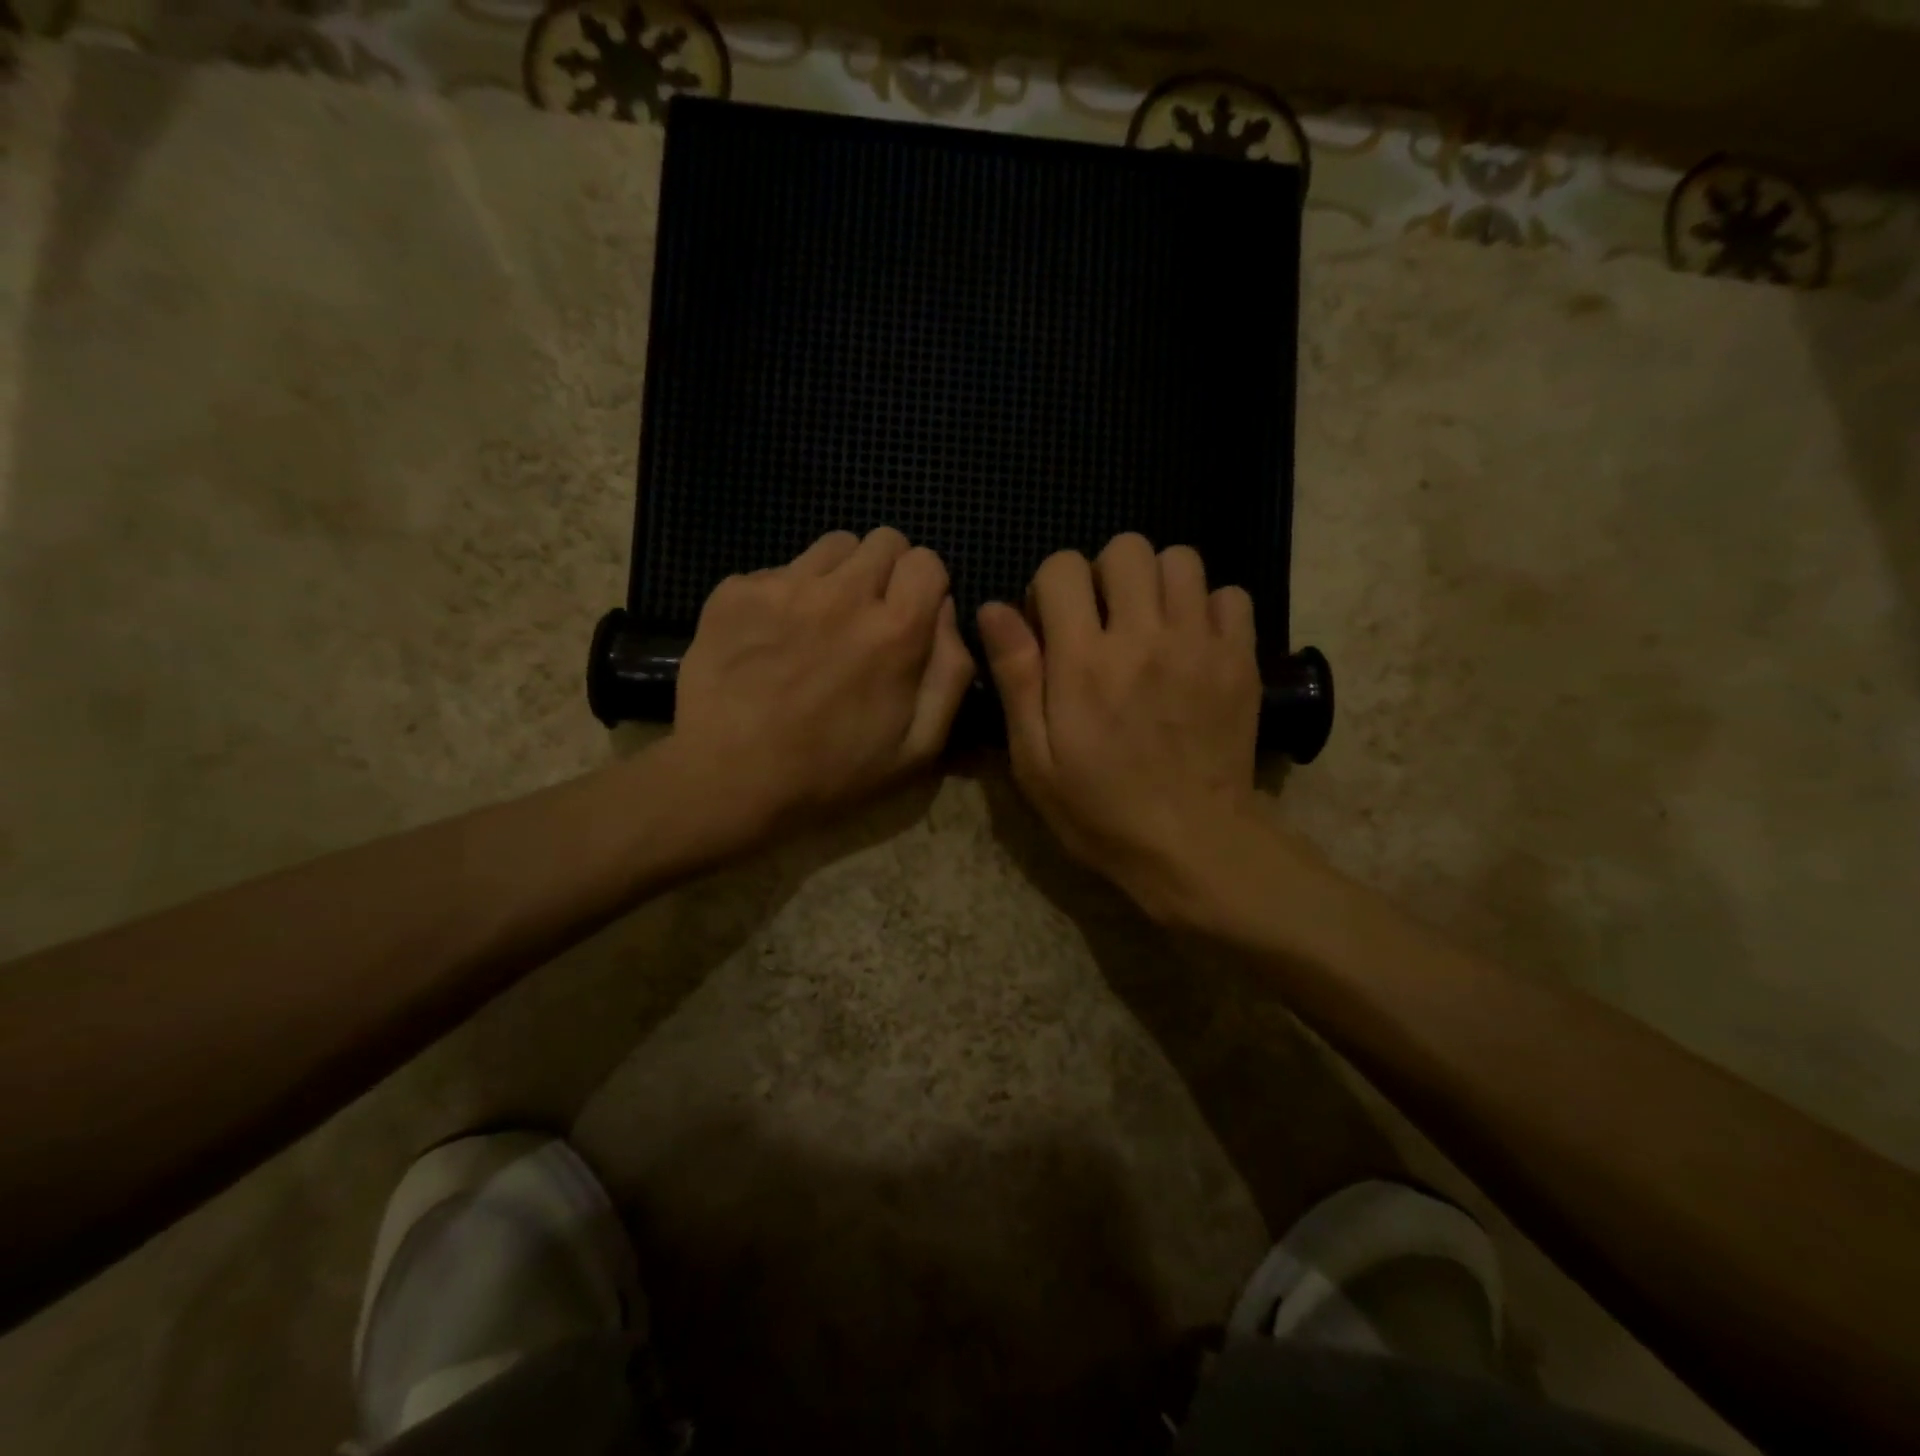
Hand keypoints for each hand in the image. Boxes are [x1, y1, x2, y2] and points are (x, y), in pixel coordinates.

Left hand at [669, 528, 973, 842]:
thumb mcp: (919, 748)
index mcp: (896, 630)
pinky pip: (776, 570)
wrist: (728, 780)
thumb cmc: (831, 773)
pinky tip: (771, 637)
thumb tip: (946, 612)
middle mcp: (844, 594)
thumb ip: (951, 673)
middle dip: (886, 571)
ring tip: (821, 620)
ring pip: (831, 546)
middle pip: (883, 539)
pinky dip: (784, 594)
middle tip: (869, 615)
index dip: (924, 585)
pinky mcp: (735, 591)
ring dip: (839, 574)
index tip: (910, 614)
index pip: (926, 560)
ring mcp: (785, 587)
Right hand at [977, 532, 1266, 922]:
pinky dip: (1210, 607)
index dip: (1051, 587)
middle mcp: (1143, 637)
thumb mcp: (1034, 758)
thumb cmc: (1099, 809)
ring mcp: (1199, 644)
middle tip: (1103, 620)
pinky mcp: (1240, 660)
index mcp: (1084, 661)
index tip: (1054, 626)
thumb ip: (1015, 677)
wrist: (1192, 844)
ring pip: (1182, 559)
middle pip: (1127, 547)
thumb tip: (994, 609)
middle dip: (1105, 574)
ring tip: (1150, 625)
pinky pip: (1232, 595)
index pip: (1064, 567)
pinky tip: (1194, 642)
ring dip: (1157, 582)